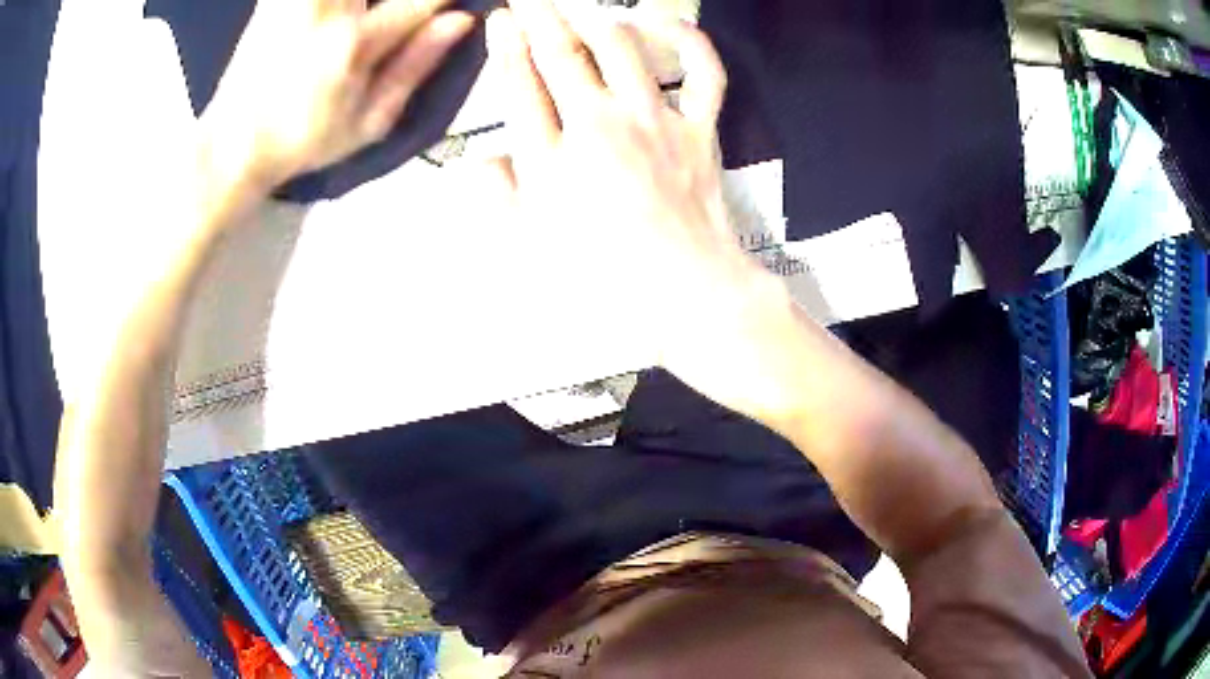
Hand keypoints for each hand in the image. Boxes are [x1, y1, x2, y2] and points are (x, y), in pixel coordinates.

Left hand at [202, 0, 475, 189]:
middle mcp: (326, 10)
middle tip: (400, 15)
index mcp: (354, 44)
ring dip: (363, 2)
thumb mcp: (368, 122)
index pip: (420, 0)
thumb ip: (416, 66)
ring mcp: (297, 0)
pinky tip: (341, 13)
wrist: (231, 144)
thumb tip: (460, 21)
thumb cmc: (304, 141)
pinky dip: (338, 2)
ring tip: (371, 18)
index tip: (463, 4)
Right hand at [489, 0, 799, 420]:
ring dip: (594, 18)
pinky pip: (702, 71)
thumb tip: (483, 160)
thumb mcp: (533, 250)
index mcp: (552, 157)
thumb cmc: (606, 282)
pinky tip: (663, 24)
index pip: (519, 83)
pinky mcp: (700, 127)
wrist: (688, 294)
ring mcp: (655, 120)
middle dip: (538, 15)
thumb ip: (501, 197)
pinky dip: (687, 40)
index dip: (506, 45)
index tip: (500, 19)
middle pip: (561, 53)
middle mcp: (600, 124)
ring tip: (578, 9)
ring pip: (620, 46)